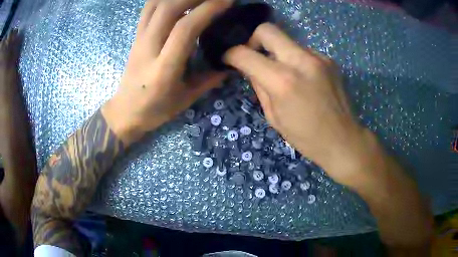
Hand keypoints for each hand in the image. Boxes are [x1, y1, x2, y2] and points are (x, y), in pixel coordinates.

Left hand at [103, 0, 232, 143]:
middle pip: (168, 9)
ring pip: (156, 5)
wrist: (125, 111)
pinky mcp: (136, 36)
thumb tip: (232, 63)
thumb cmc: (156, 109)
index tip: (228, 1)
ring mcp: (139, 39)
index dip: (208, 10)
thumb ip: (210, 78)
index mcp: (164, 68)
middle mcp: (149, 48)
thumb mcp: (187, 98)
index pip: (185, 28)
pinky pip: (147, 9)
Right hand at [224, 23, 375, 186]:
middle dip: (253, 40)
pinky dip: (296, 60)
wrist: (342, 139)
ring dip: (278, 53)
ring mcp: (318, 57)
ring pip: (287, 41)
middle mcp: (301, 60)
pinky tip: (303, 78)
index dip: (231, 54)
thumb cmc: (306, 137)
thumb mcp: (274, 117)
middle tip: (254, 56)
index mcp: (283, 81)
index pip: (245, 54)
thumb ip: (259, 87)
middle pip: (267, 30)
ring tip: (284, 74)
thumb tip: (251, 69)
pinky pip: (303, 52)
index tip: (229, 59)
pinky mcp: (328, 59)